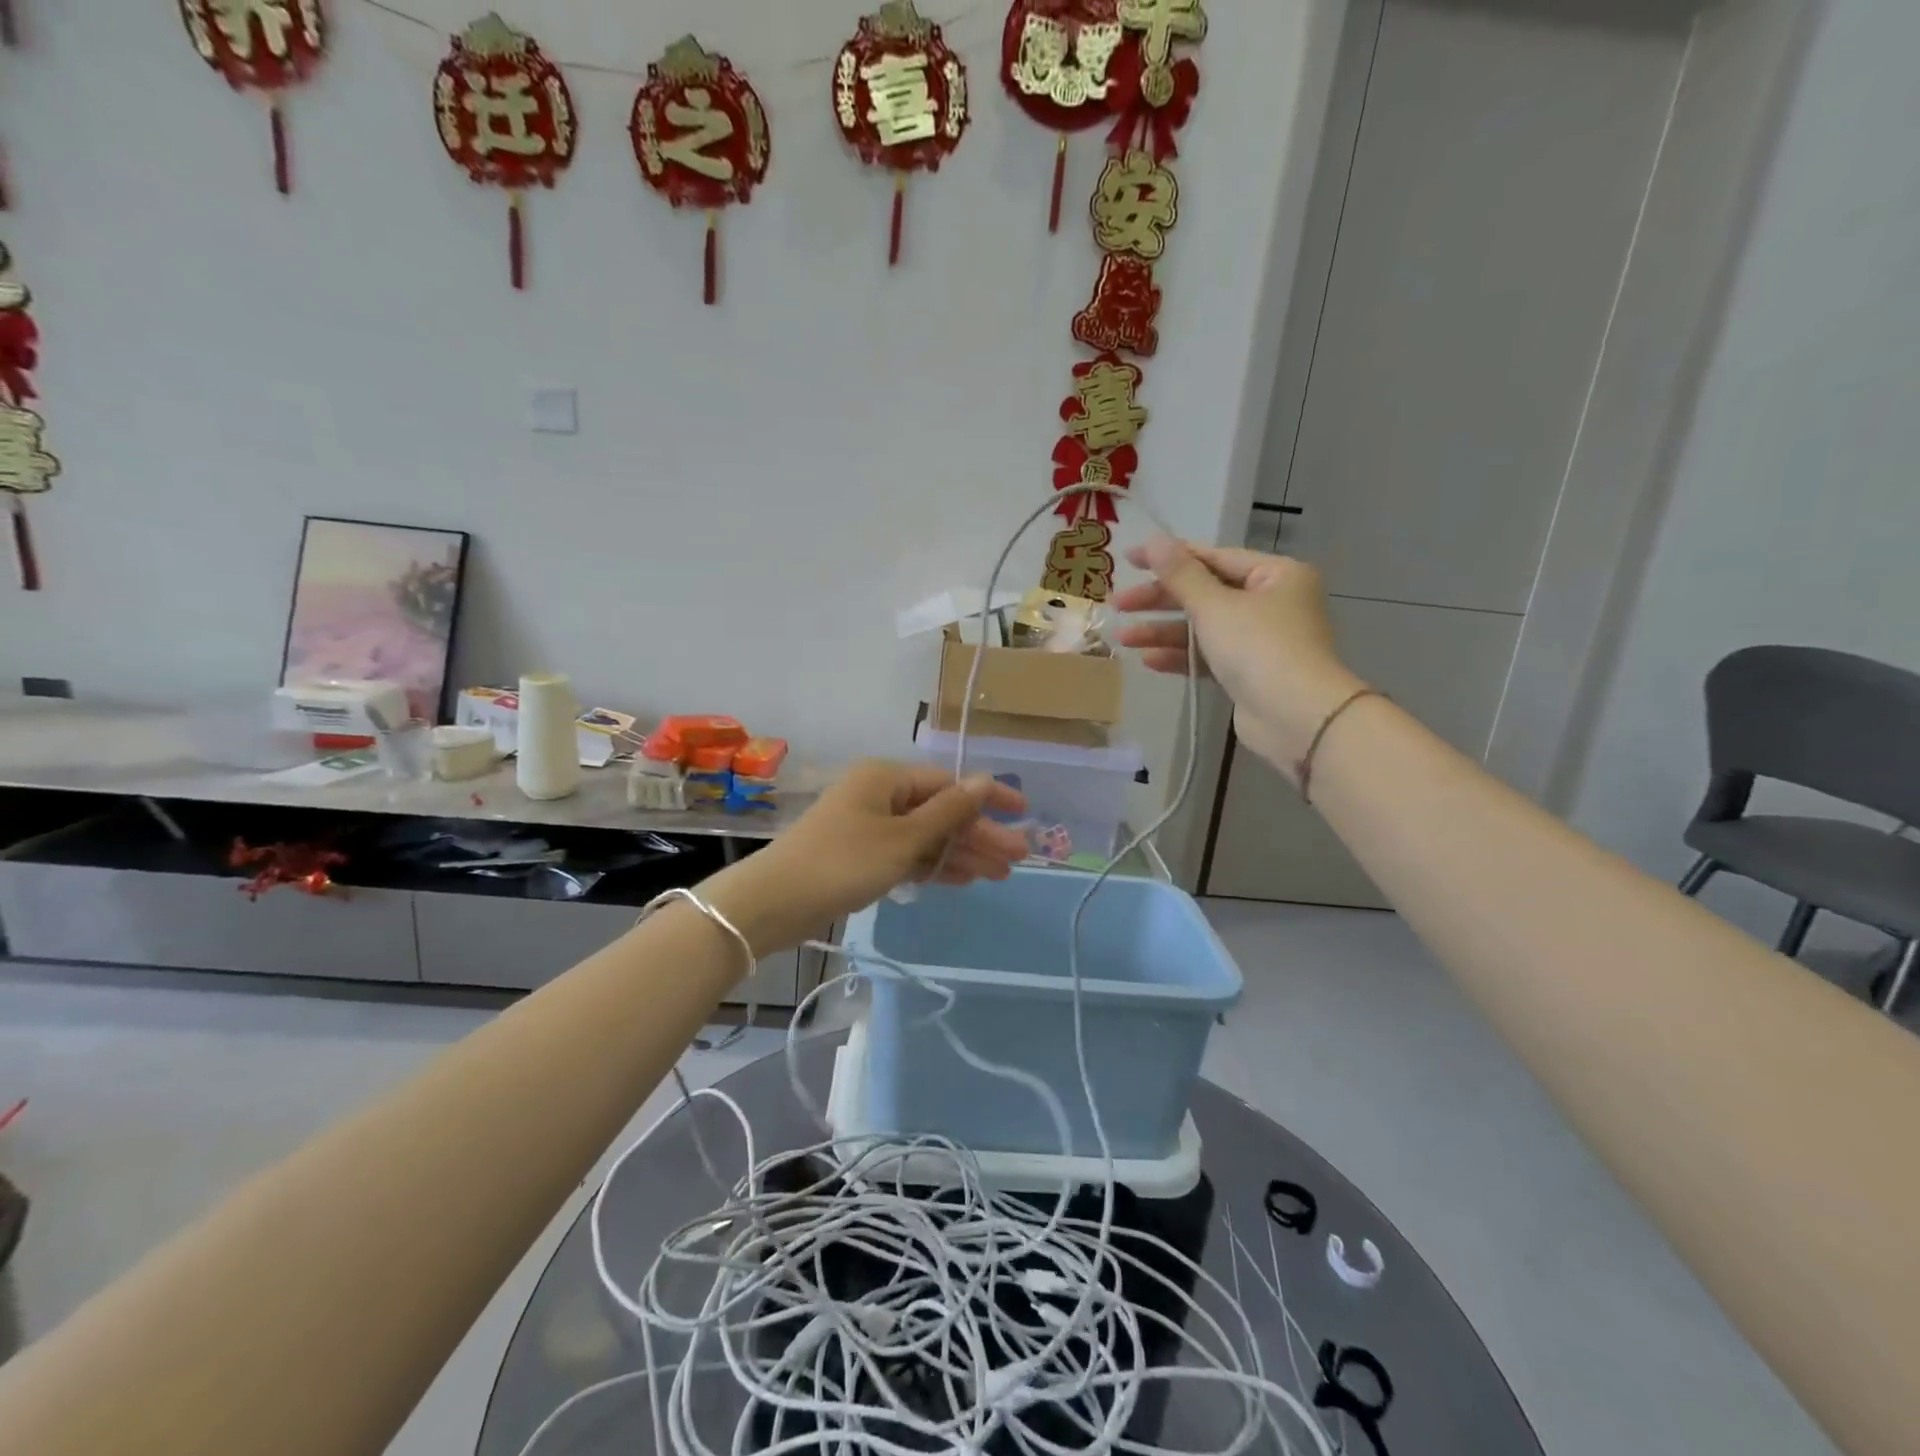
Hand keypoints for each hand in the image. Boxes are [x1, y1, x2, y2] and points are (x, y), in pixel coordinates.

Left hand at [702, 762, 1028, 955]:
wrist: (775, 903)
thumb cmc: (843, 862)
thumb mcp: (903, 838)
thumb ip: (948, 812)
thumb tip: (985, 780)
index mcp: (886, 778)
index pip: (949, 782)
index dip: (988, 798)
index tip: (1024, 813)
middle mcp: (879, 795)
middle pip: (941, 811)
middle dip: (979, 835)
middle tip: (1018, 859)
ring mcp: (869, 827)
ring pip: (926, 836)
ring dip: (961, 853)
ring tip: (1000, 875)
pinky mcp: (861, 856)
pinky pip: (907, 854)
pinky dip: (933, 866)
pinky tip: (963, 879)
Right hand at [1112, 538, 1366, 774]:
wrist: (1297, 717)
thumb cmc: (1259, 648)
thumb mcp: (1214, 606)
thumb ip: (1180, 575)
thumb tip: (1154, 540)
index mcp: (1276, 574)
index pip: (1213, 557)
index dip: (1168, 557)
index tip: (1128, 560)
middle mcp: (1273, 602)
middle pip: (1205, 593)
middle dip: (1159, 601)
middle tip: (1118, 605)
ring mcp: (1262, 640)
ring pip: (1204, 627)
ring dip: (1163, 632)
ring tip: (1123, 639)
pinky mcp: (1251, 673)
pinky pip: (1210, 656)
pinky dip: (1182, 657)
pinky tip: (1149, 661)